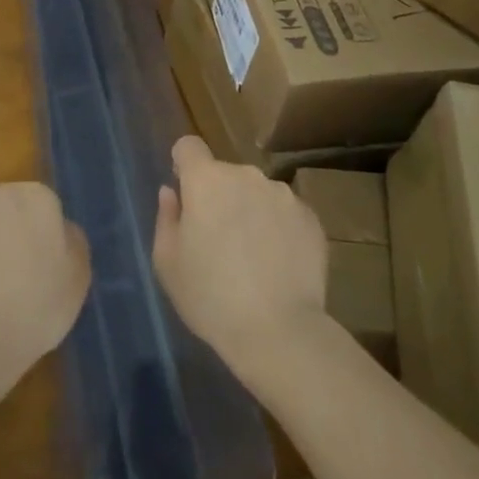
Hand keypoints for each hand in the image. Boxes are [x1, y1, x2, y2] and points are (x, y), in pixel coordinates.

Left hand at [0, 182, 89, 395]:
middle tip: (18, 280)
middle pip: (9, 212)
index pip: (46, 208)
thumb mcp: (78, 277)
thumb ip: (72, 242)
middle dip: (12, 236)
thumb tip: (61, 232)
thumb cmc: (36, 306)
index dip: (46, 239)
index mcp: (36, 197)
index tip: (46, 270)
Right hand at [152, 137, 325, 366]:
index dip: (184, 165)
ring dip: (250, 210)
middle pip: (224, 173)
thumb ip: (167, 217)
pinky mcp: (311, 218)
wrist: (280, 332)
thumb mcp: (168, 263)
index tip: (186, 196)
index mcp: (207, 180)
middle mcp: (246, 175)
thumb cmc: (211, 297)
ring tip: (253, 256)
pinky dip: (278, 228)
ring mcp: (283, 194)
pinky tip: (278, 264)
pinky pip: (285, 213)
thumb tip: (172, 192)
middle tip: (218, 239)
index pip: (189, 146)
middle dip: (219, 196)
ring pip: (256, 192)